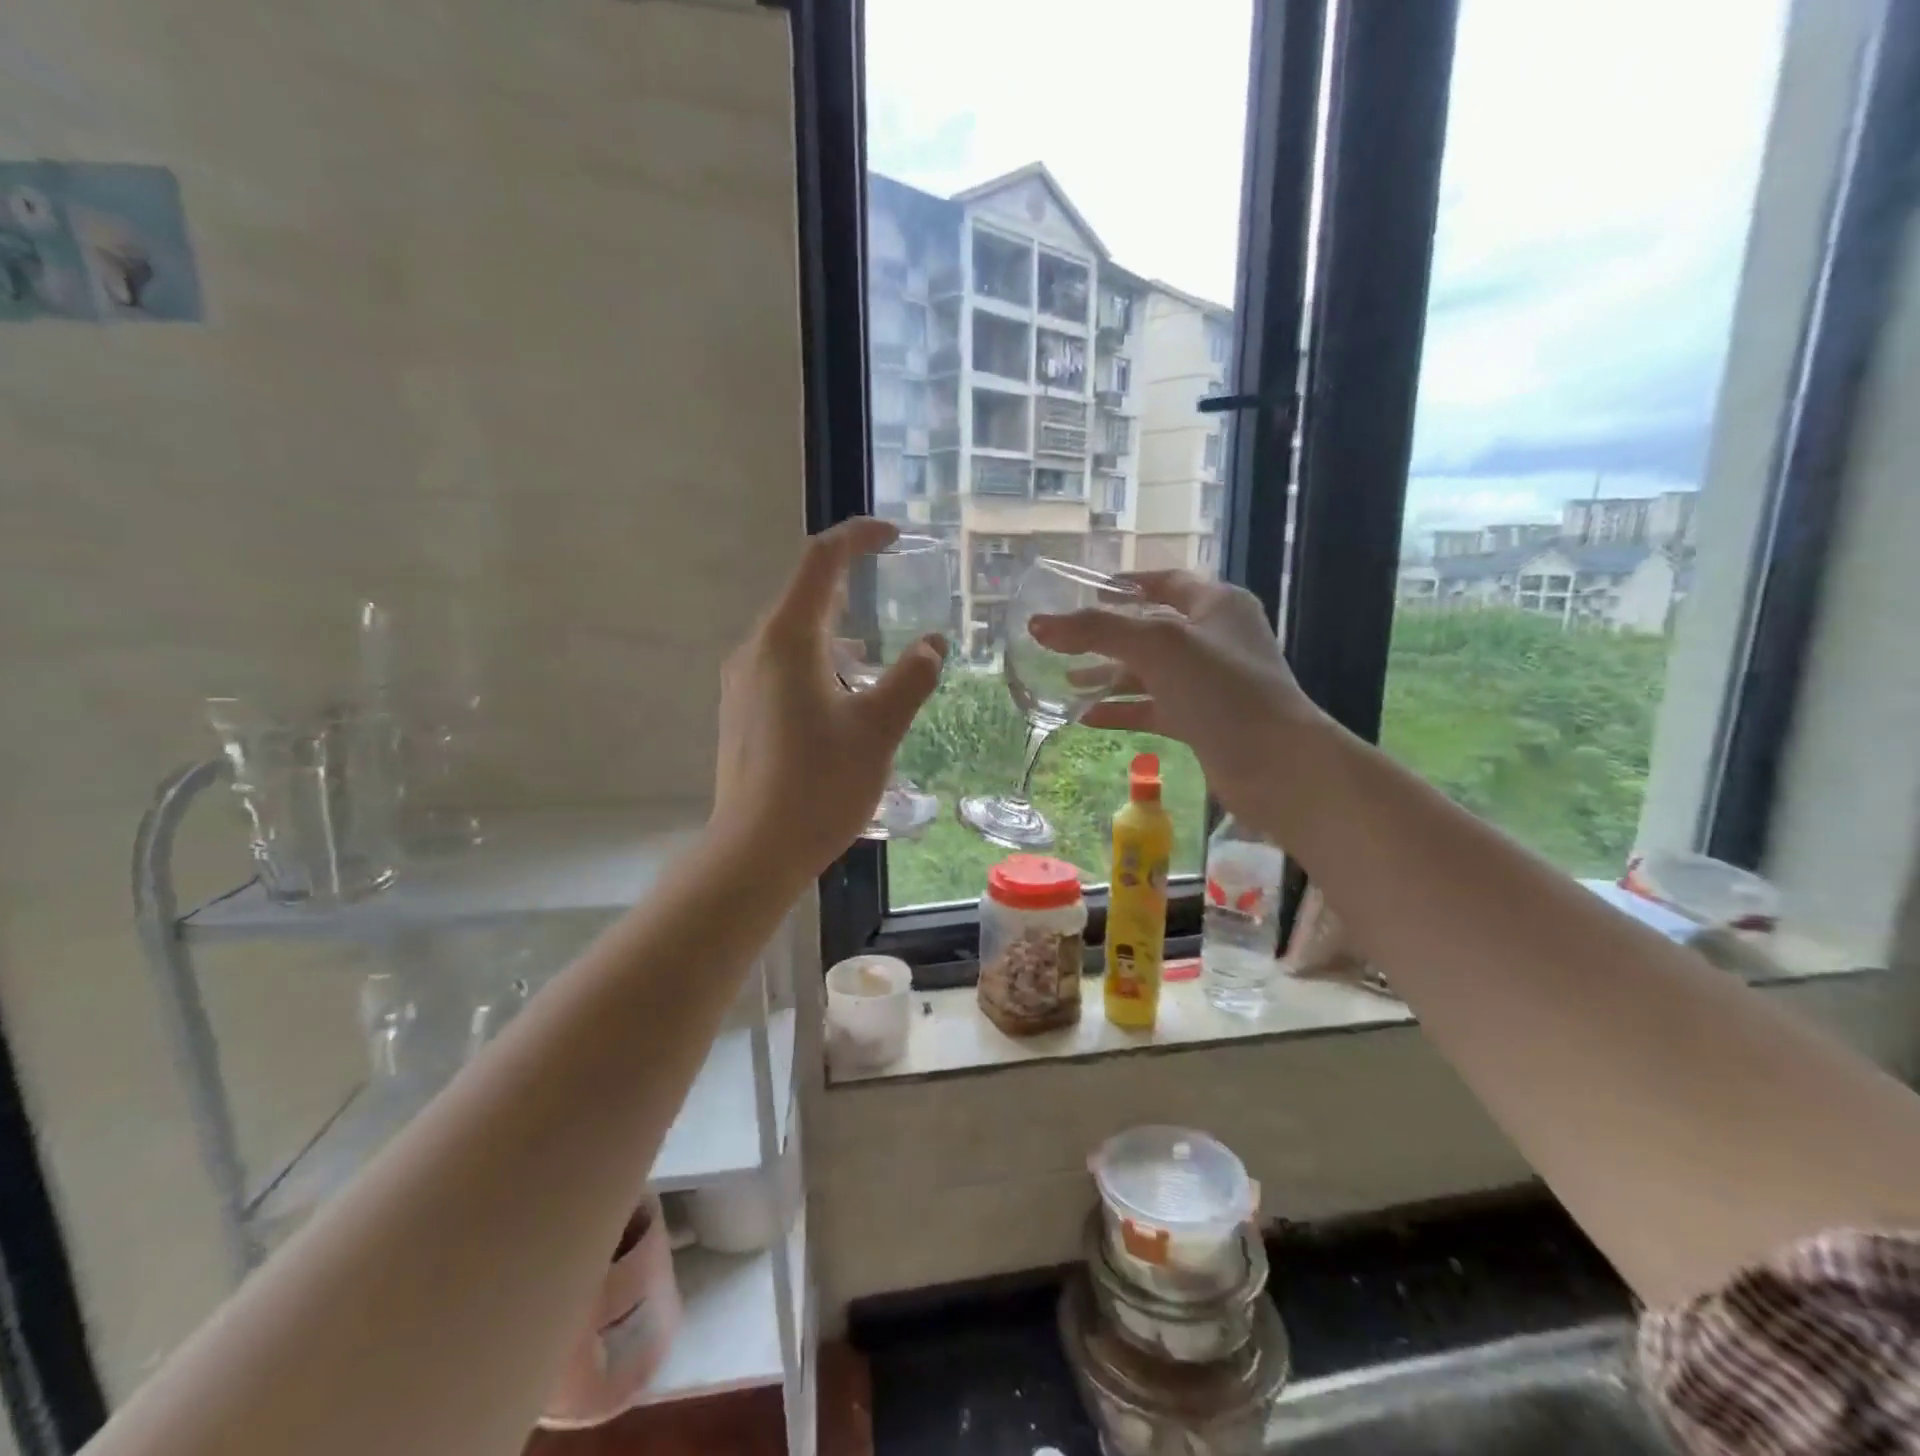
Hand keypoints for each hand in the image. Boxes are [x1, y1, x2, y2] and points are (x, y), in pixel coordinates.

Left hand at [711, 517, 945, 876]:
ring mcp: (742, 682)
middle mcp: (756, 650)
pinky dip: (820, 663)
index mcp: (788, 640)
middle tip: (894, 595)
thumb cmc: (820, 784)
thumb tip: (933, 644)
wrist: (755, 850)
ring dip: (837, 632)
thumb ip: (911, 678)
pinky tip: (845, 697)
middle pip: (805, 596)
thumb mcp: (879, 729)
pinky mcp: (741, 711)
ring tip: (877, 657)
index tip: (895, 535)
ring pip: (794, 636)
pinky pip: (783, 666)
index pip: (821, 561)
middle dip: (850, 586)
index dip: (858, 537)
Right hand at [1030, 573, 1321, 824]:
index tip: (1085, 593)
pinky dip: (1123, 711)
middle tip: (1063, 645)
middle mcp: (1215, 640)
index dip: (1125, 584)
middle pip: (1151, 630)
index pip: (1165, 582)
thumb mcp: (1156, 646)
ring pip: (1150, 673)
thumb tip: (1038, 624)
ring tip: (1066, 684)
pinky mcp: (1203, 722)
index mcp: (1216, 605)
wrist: (1276, 764)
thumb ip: (1096, 630)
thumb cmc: (1221, 688)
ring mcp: (1210, 684)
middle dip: (1106, 638)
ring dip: (1109, 677)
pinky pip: (1154, 709)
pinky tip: (1088, 718)